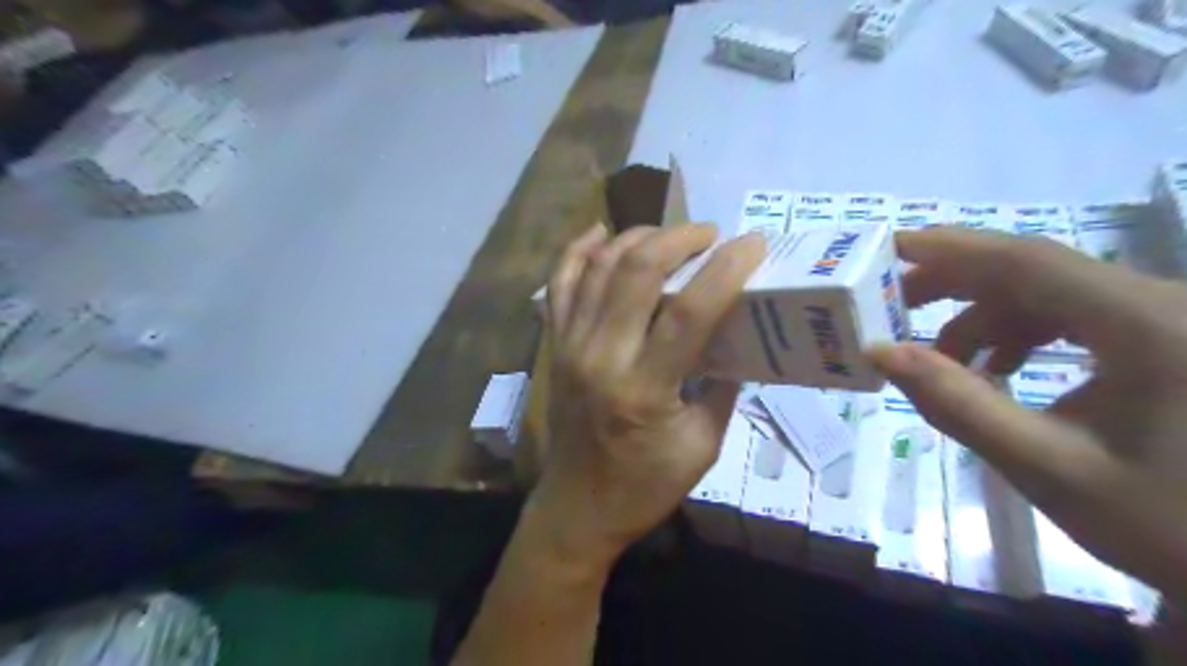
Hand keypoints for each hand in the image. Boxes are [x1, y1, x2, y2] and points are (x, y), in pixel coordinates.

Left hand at [527, 224, 764, 567]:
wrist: (578, 507)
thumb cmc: (645, 486)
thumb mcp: (703, 445)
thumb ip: (721, 385)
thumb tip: (735, 335)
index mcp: (644, 390)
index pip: (689, 312)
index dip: (725, 270)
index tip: (752, 244)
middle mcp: (600, 357)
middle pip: (637, 272)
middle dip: (679, 238)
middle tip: (709, 234)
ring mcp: (569, 346)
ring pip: (598, 267)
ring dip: (637, 238)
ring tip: (670, 235)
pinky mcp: (553, 345)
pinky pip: (559, 284)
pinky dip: (578, 251)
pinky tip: (602, 233)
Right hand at [871, 225, 1186, 601]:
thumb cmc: (1168, 523)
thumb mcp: (1048, 467)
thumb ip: (957, 404)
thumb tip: (881, 352)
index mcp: (1146, 326)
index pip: (1027, 262)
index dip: (950, 249)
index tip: (887, 248)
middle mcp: (1162, 303)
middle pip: (1034, 270)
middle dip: (954, 284)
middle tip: (892, 308)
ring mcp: (1166, 316)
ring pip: (1048, 293)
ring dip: (983, 319)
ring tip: (943, 362)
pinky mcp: (1164, 334)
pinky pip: (1072, 314)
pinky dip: (1019, 334)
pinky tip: (998, 370)